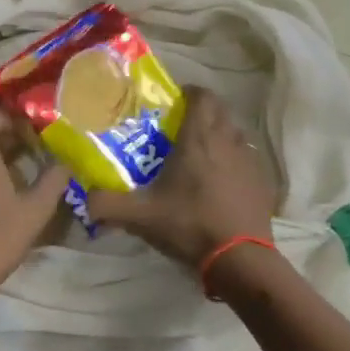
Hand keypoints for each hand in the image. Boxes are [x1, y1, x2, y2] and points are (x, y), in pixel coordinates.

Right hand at [86, 86, 275, 269]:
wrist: (239, 258)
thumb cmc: (189, 224)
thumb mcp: (140, 216)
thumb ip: (107, 204)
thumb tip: (85, 200)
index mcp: (199, 138)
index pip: (202, 96)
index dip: (188, 92)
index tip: (173, 100)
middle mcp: (228, 140)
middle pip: (219, 110)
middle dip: (202, 111)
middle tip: (181, 126)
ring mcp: (250, 160)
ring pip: (235, 133)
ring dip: (219, 134)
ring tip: (200, 152)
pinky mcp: (263, 181)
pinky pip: (247, 158)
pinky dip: (234, 160)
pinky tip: (221, 180)